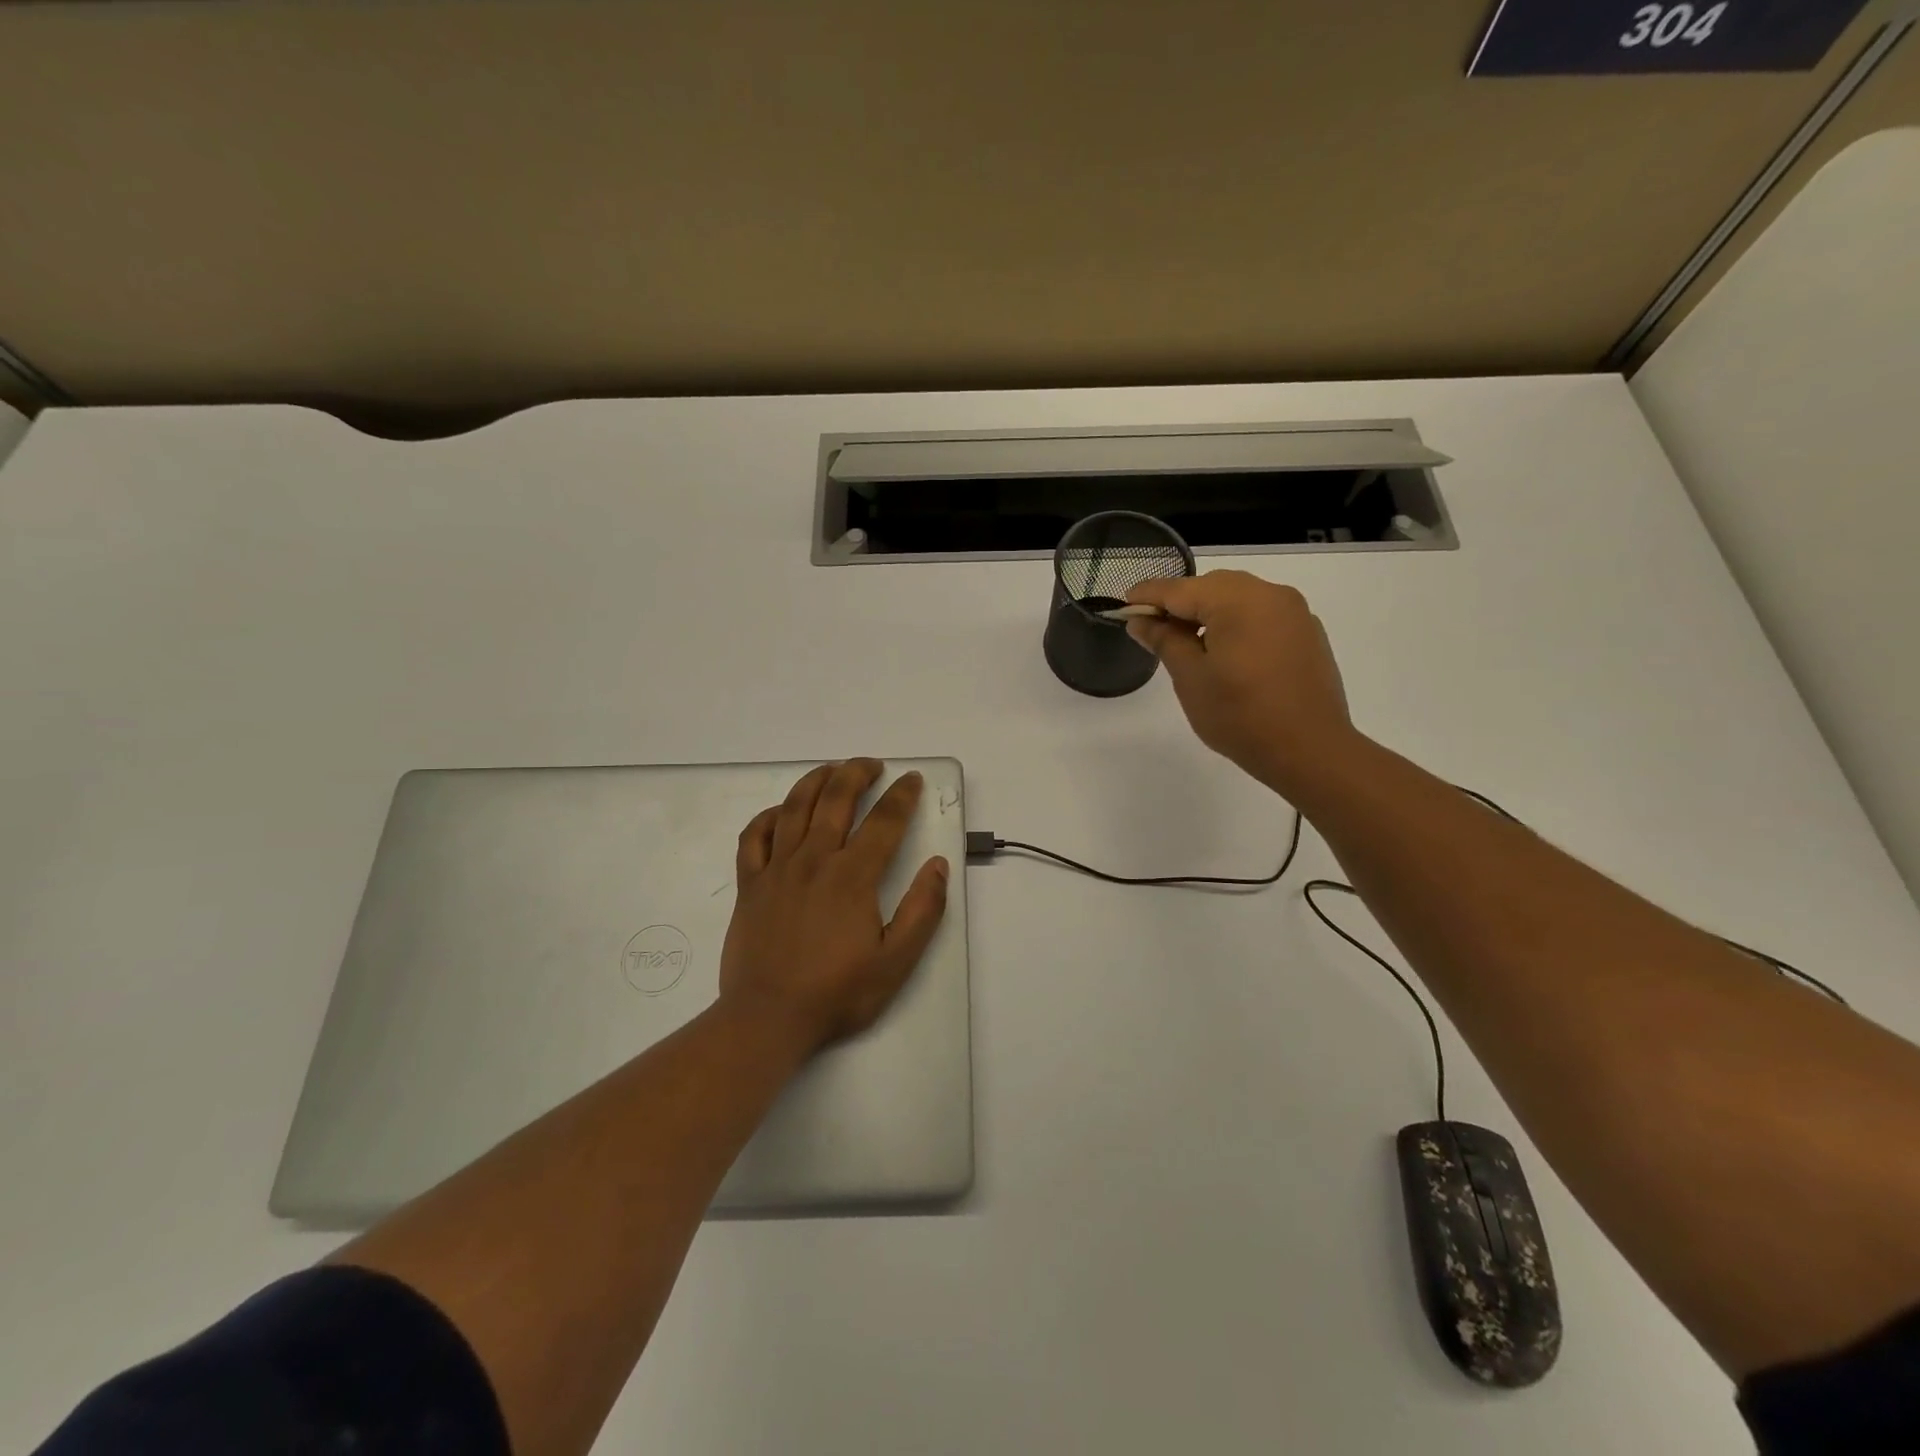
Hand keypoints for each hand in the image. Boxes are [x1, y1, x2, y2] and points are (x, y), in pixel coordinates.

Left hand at [719, 759, 949, 1054]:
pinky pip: (753, 838)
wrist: (768, 1018)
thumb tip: (936, 865)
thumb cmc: (836, 992)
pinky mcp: (749, 886)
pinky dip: (767, 817)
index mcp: (852, 876)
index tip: (912, 779)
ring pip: (793, 808)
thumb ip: (923, 910)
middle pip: (835, 800)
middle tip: (872, 765)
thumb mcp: (896, 961)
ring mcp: (776, 870)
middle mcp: (813, 861)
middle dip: (857, 774)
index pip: (883, 821)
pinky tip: (779, 812)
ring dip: (815, 781)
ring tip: (831, 770)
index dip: (902, 795)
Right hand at [1126, 570, 1353, 794]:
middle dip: (1180, 603)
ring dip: (1208, 612)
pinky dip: (1236, 623)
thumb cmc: (1241, 715)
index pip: (1180, 589)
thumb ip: (1164, 641)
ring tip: (1186, 643)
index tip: (1123, 606)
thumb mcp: (1191, 678)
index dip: (1147, 597)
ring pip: (1239, 598)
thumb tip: (1141, 621)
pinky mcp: (1307, 633)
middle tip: (1152, 630)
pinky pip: (1262, 615)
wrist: (1310, 750)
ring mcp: (1294, 612)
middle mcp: (1270, 594)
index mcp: (1238, 600)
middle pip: (1212, 587)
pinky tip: (1225, 652)